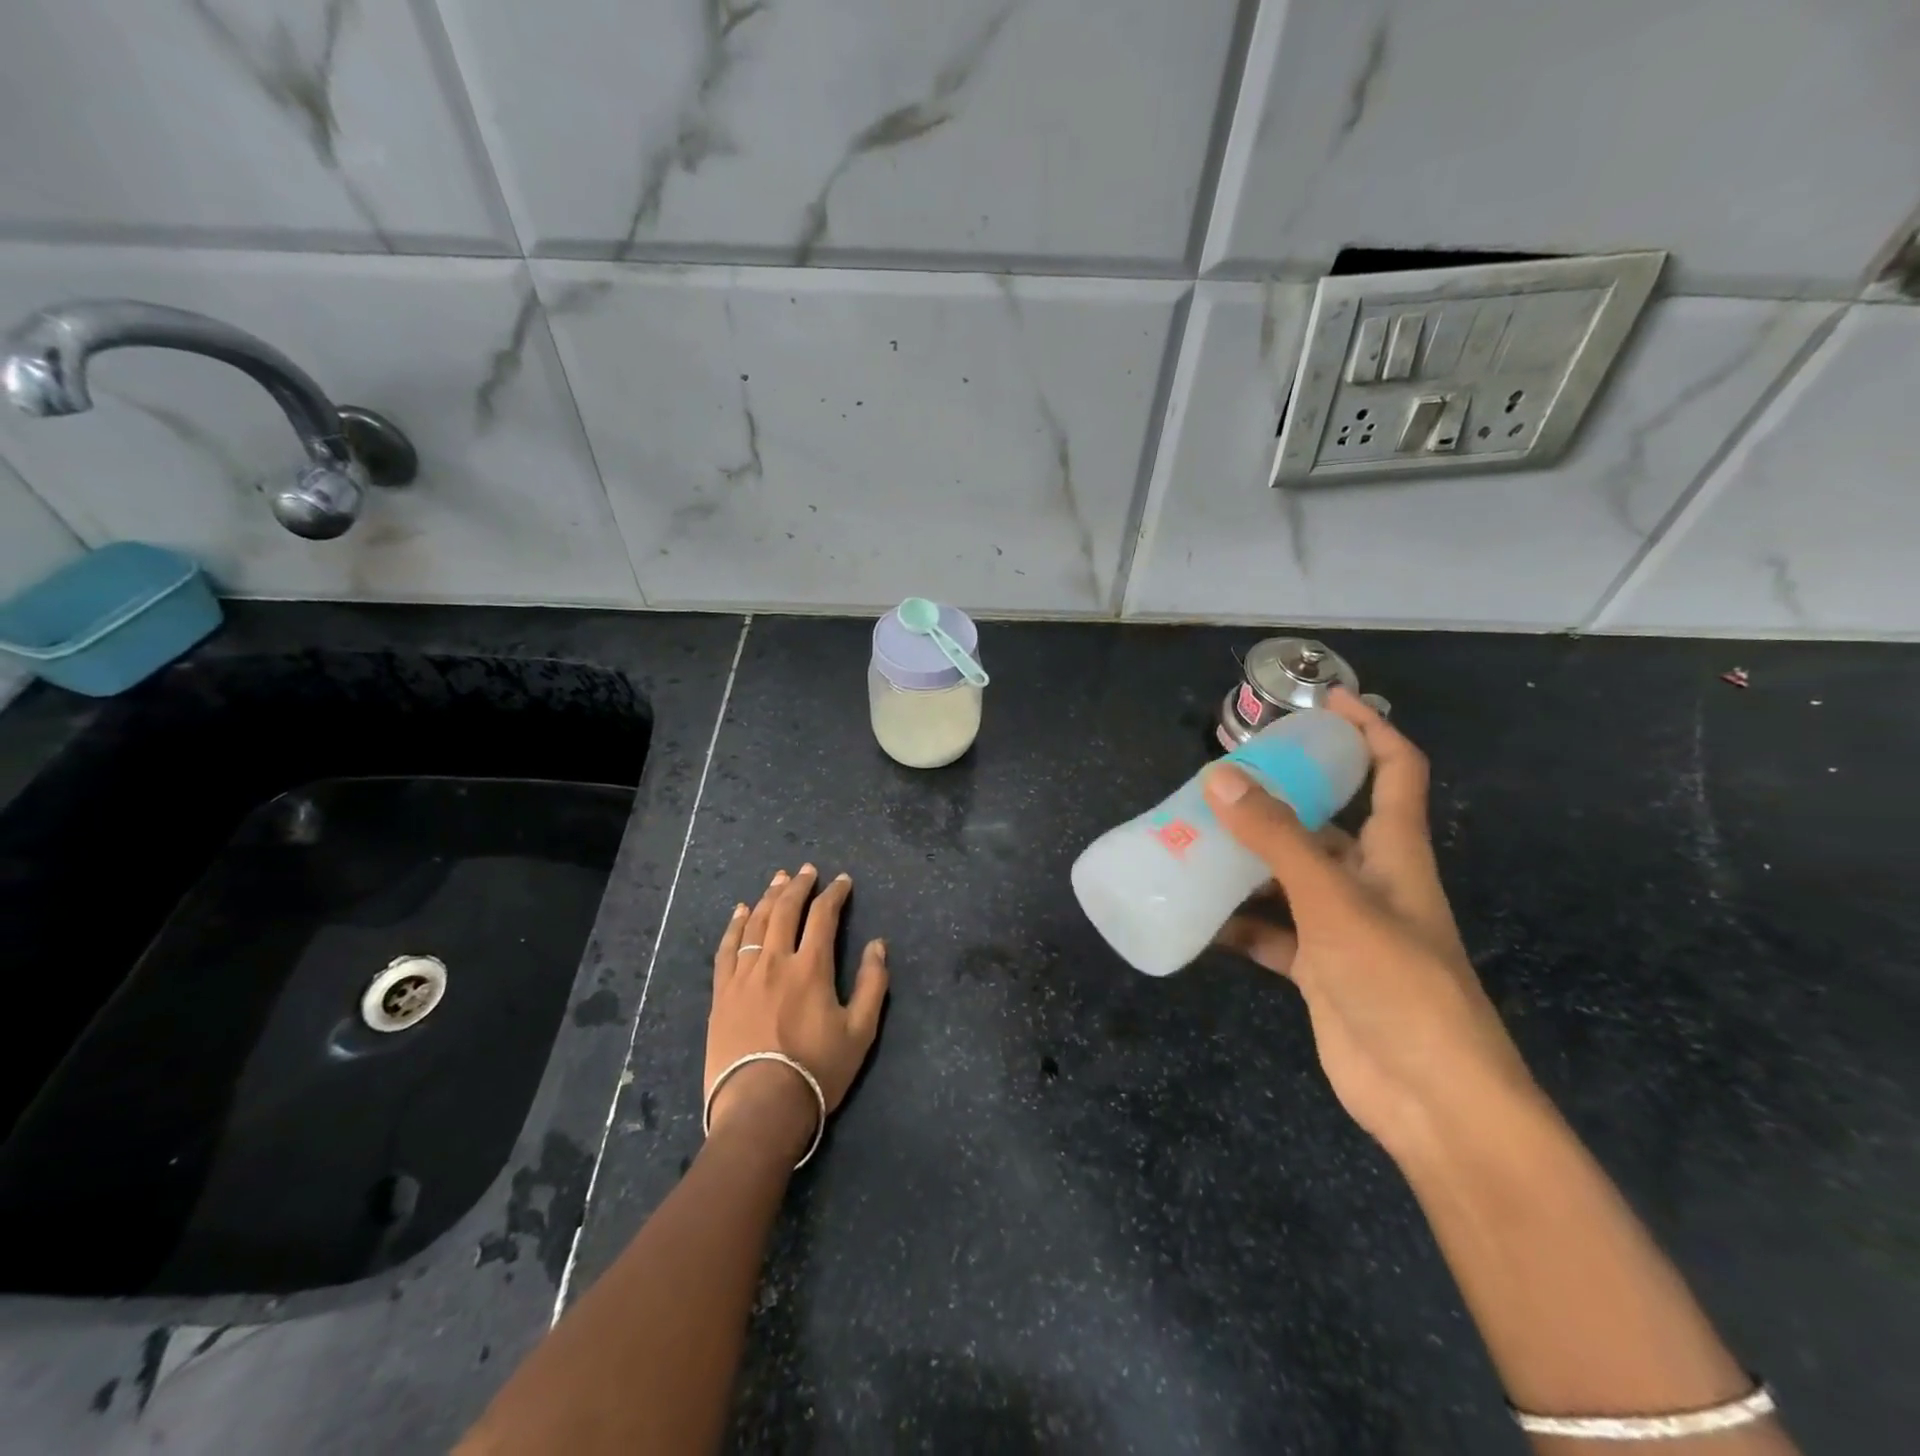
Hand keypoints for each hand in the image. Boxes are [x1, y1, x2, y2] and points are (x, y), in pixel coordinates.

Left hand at [706, 866, 888, 1148]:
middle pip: (786, 910)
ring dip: (769, 897)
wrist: (760, 1108)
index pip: (823, 916)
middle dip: (799, 886)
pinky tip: (740, 911)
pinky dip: (734, 925)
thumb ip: (873, 983)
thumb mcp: (860, 1032)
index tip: (842, 881)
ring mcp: (743, 976)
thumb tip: (878, 944)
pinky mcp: (721, 993)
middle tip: (807, 870)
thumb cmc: (816, 1071)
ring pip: (755, 923)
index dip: (834, 894)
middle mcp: (775, 961)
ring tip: (777, 879)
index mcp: (811, 967)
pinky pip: (726, 948)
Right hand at [1207, 691, 1536, 1159]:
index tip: (1324, 700)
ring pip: (1287, 877)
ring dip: (1246, 862)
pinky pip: (1270, 931)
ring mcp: (1342, 928)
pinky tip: (1198, 916)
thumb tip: (1220, 777)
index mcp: (1394, 853)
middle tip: (1218, 781)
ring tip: (1191, 841)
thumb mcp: (1333, 901)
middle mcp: (1369, 882)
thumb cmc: (1398, 985)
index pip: (1394, 770)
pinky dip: (1238, 923)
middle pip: (1323, 823)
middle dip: (1277, 798)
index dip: (1367, 729)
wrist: (1433, 1101)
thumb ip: (1276, 839)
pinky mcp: (1318, 970)